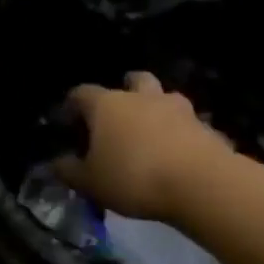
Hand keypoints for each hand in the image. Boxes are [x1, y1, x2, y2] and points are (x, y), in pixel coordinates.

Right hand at [55, 72, 236, 222]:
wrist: (200, 183)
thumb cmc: (133, 176)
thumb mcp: (90, 182)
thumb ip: (70, 171)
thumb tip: (57, 163)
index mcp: (107, 105)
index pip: (82, 93)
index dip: (73, 105)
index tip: (69, 121)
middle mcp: (142, 98)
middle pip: (134, 80)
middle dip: (126, 89)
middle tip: (120, 111)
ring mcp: (179, 109)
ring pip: (166, 98)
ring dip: (158, 109)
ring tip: (153, 132)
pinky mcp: (206, 128)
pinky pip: (190, 126)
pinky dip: (183, 134)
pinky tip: (180, 154)